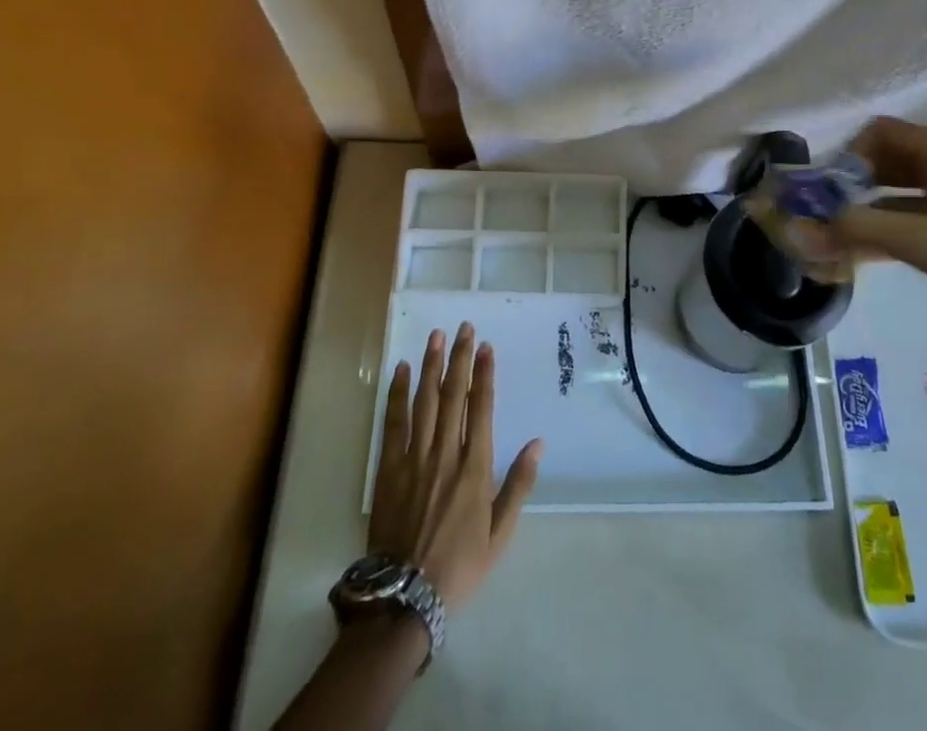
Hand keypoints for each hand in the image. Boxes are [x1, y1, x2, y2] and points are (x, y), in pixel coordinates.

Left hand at [369, 324, 543, 610]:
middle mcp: (445, 453)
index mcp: (475, 467)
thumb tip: (538, 443)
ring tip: (436, 336)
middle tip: (464, 327)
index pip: (481, 408)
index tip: (486, 346)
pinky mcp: (388, 468)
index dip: (484, 374)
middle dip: (459, 358)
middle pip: (453, 395)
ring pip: (425, 400)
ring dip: (432, 365)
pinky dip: (399, 394)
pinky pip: (394, 422)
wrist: (405, 598)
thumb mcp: (499, 534)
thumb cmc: (459, 566)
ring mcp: (414, 458)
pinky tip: (403, 370)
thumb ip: (518, 485)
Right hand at [812, 118, 926, 362]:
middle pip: (885, 163)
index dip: (848, 152)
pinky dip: (882, 236)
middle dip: (850, 185)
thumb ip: (859, 230)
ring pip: (895, 197)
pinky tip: (856, 259)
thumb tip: (800, 229)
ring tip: (830, 239)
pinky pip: (910, 225)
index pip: (880, 132)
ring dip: (863, 213)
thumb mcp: (923, 240)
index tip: (827, 188)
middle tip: (820, 215)